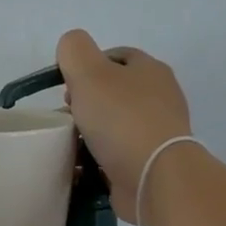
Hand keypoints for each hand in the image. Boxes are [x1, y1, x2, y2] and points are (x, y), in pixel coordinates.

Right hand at [57, 30, 195, 222]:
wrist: (154, 178)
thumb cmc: (121, 120)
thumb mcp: (89, 73)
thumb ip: (74, 51)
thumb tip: (71, 47)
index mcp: (150, 69)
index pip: (116, 56)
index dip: (87, 66)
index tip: (66, 87)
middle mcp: (159, 97)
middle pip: (114, 91)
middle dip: (87, 101)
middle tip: (68, 115)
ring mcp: (157, 132)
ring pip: (115, 124)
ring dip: (91, 131)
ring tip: (71, 142)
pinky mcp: (151, 162)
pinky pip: (118, 153)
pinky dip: (100, 157)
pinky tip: (83, 165)